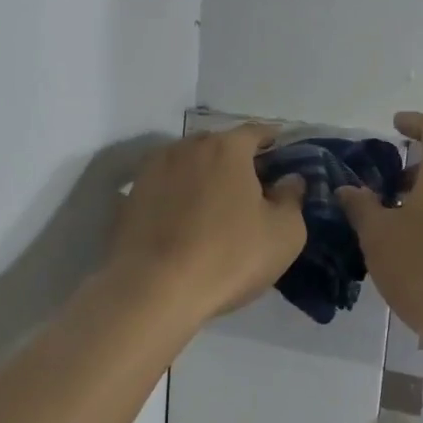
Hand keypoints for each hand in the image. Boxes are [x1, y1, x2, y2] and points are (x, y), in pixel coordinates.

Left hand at [110, 123, 306, 321]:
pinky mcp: (130, 197)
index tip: (282, 155)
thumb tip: (290, 180)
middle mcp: (186, 147)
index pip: (257, 132)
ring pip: (188, 164)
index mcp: (227, 148)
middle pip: (219, 145)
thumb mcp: (284, 234)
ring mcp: (152, 170)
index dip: (273, 141)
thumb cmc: (229, 257)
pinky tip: (185, 221)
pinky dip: (178, 196)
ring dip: (205, 177)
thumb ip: (292, 198)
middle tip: (253, 188)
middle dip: (238, 160)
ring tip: (216, 205)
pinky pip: (165, 187)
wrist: (153, 291)